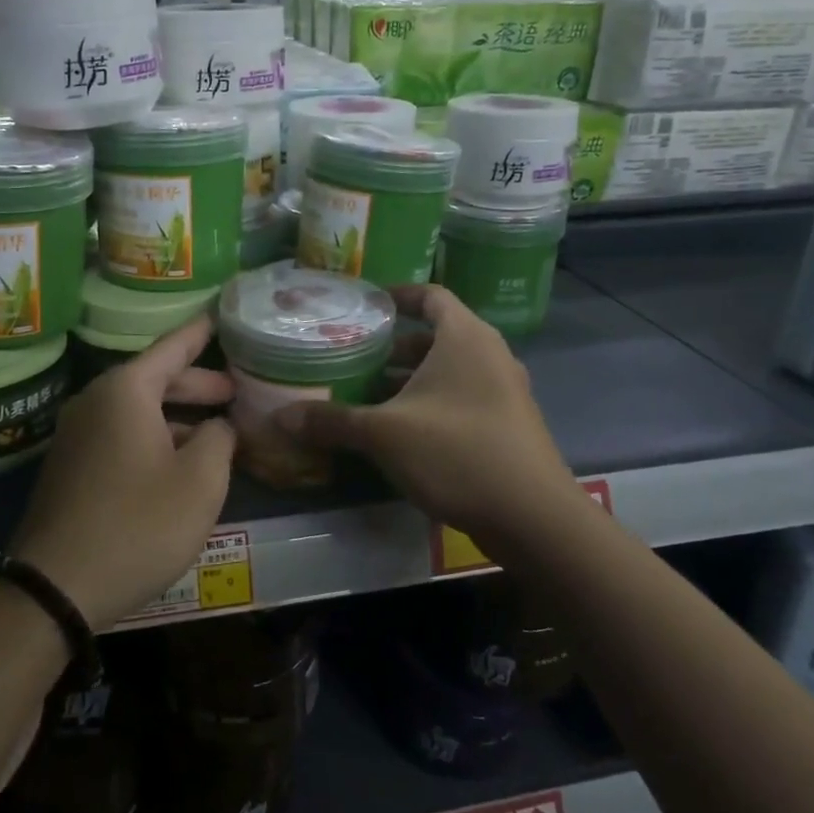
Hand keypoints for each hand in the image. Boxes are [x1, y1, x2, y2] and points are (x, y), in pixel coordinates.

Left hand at [8, 314, 236, 631]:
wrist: (54, 587)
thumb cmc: (137, 524)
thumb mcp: (199, 481)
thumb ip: (219, 440)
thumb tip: (218, 426)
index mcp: (125, 391)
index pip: (172, 346)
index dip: (200, 332)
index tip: (220, 314)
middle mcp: (95, 402)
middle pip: (154, 379)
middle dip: (197, 385)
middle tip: (235, 393)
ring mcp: (77, 435)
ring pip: (137, 412)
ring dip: (176, 418)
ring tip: (215, 435)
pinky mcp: (70, 467)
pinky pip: (120, 436)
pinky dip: (153, 439)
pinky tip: (177, 465)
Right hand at [275, 285, 584, 548]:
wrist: (533, 517)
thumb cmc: (456, 452)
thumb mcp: (384, 434)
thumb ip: (332, 421)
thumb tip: (280, 418)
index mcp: (465, 337)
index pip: (431, 295)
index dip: (397, 295)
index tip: (365, 306)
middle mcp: (490, 355)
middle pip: (437, 335)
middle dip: (394, 347)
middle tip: (355, 357)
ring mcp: (505, 390)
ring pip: (449, 371)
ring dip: (412, 379)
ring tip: (369, 396)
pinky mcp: (508, 424)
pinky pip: (463, 397)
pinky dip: (432, 403)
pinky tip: (402, 432)